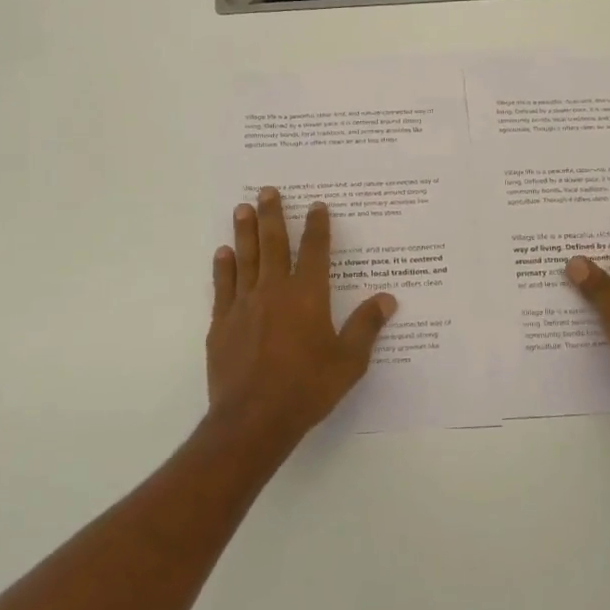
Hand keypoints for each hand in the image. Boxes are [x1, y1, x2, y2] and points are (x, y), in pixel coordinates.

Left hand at [206, 187, 397, 441]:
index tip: (316, 206)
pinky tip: (223, 253)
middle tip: (267, 190)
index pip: (314, 251)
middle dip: (273, 215)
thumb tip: (387, 298)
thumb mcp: (348, 361)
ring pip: (245, 258)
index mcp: (308, 296)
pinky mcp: (222, 324)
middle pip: (273, 244)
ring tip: (243, 208)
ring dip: (245, 231)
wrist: (254, 419)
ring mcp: (244, 305)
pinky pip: (223, 287)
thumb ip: (366, 326)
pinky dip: (223, 267)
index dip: (317, 226)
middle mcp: (274, 291)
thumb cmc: (307, 388)